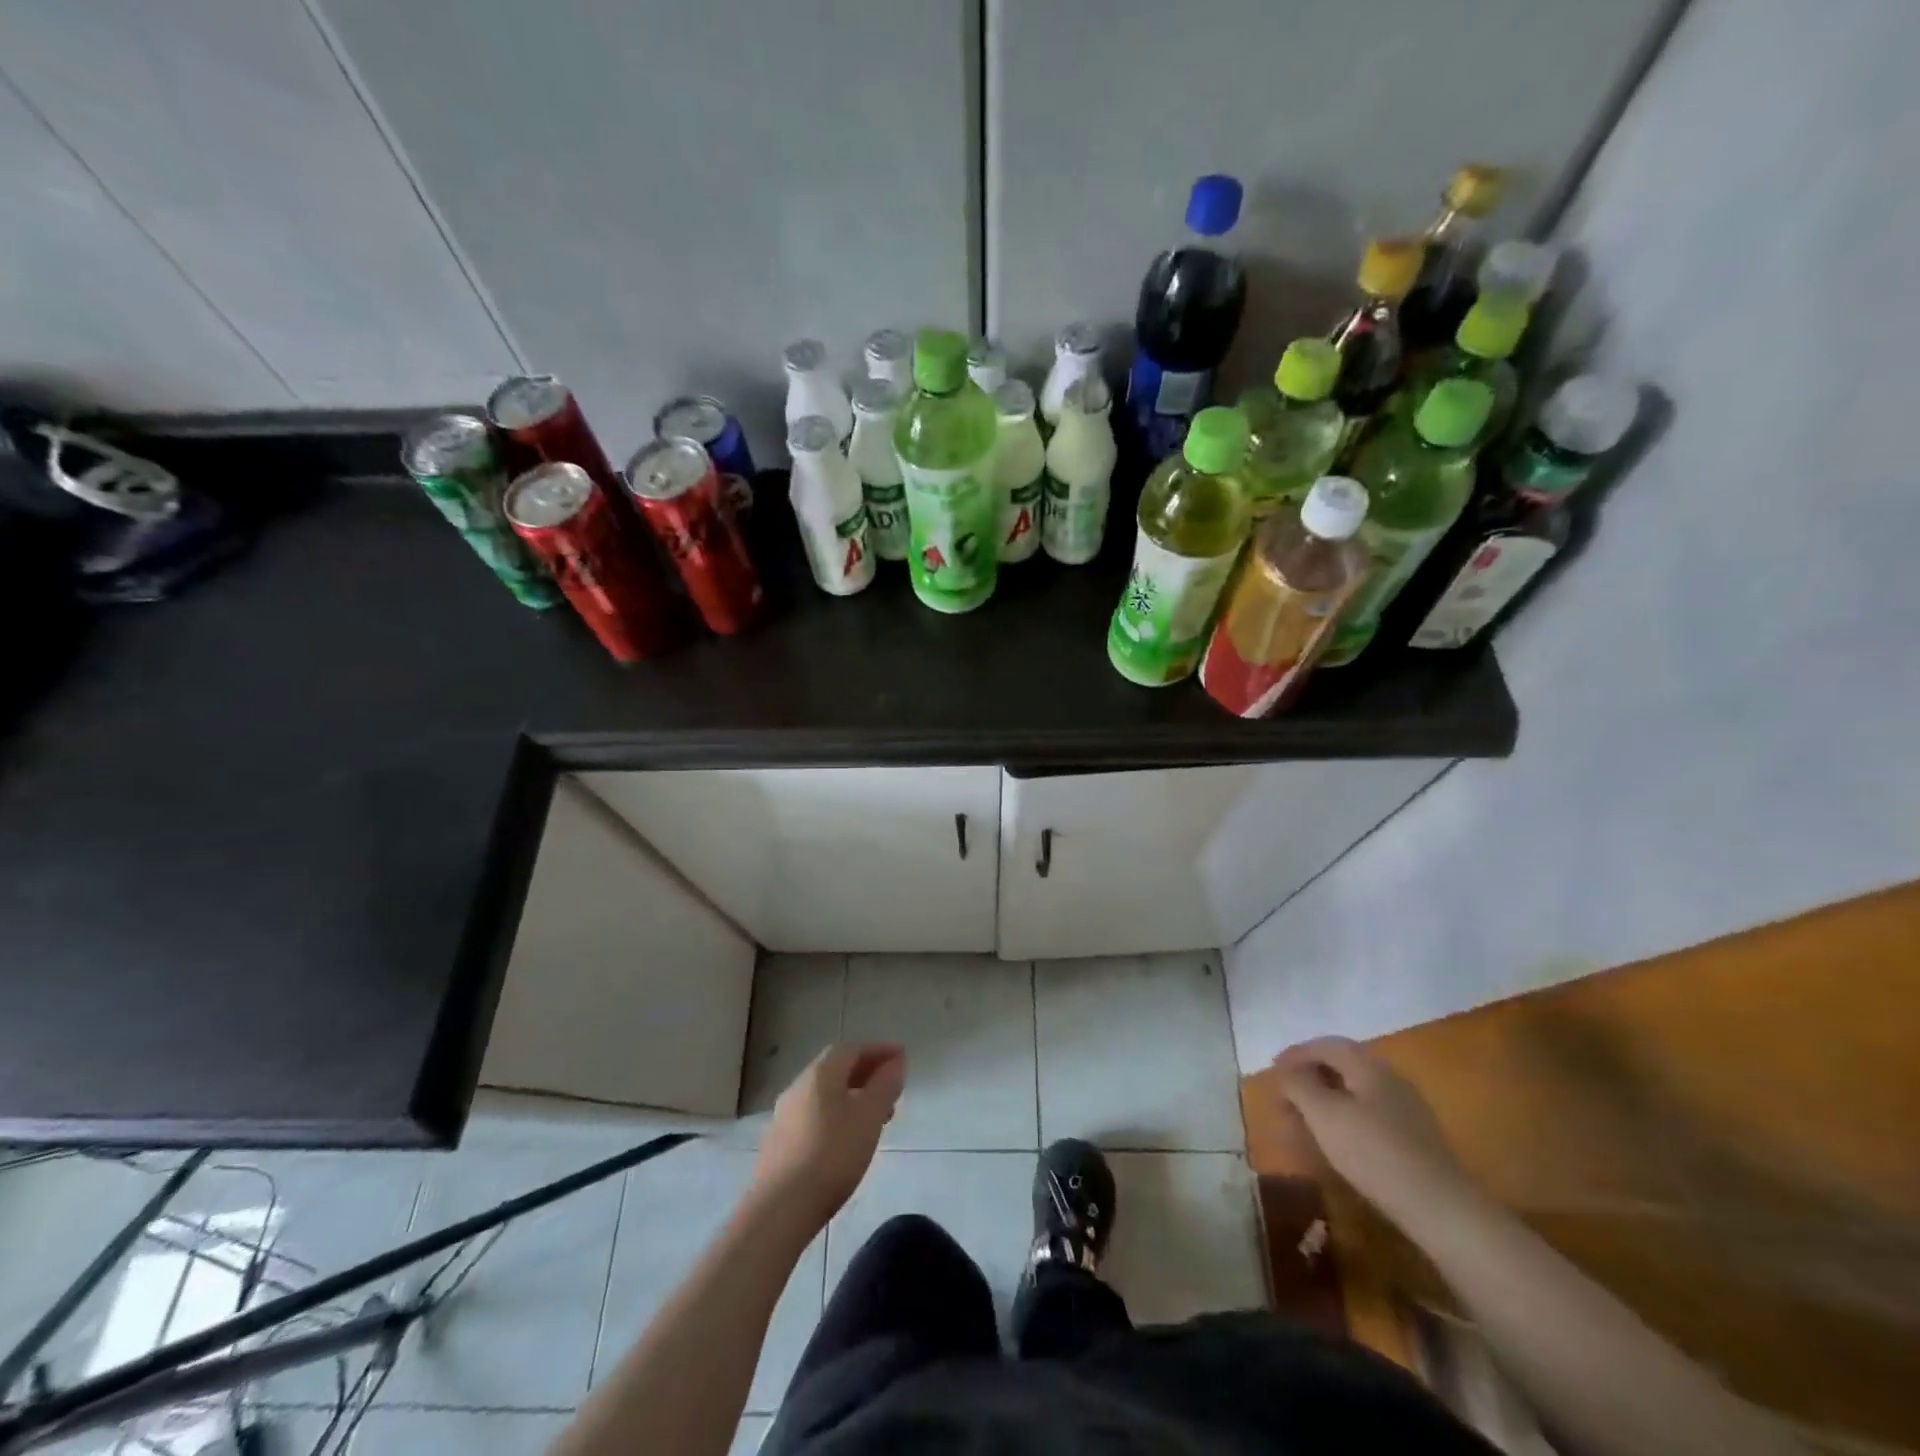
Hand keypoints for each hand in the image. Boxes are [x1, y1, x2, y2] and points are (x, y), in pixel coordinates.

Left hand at [752, 1043, 905, 1227]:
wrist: (780, 1209)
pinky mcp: (778, 1142)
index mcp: (820, 1074)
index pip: (852, 1049)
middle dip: (866, 1073)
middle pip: (836, 1069)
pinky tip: (847, 1139)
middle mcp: (798, 1086)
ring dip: (852, 1096)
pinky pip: (813, 1115)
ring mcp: (784, 1115)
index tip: (901, 1059)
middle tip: (891, 1089)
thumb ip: (885, 1086)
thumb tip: (895, 1062)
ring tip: (875, 1117)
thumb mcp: (869, 1117)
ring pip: (824, 1094)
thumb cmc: (832, 1155)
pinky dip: (836, 1115)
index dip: (878, 1050)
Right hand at [1273, 1037, 1468, 1222]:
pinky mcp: (1413, 1139)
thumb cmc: (1373, 1152)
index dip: (1296, 1053)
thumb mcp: (1324, 1114)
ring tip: (1302, 1126)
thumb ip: (1299, 1085)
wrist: (1440, 1208)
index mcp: (1369, 1066)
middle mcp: (1389, 1080)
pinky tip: (1334, 1146)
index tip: (1273, 1069)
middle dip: (1308, 1081)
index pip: (1326, 1045)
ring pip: (1353, 1095)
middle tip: (1285, 1101)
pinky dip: (1342, 1122)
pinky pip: (1367, 1117)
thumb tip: (1286, 1070)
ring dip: (1323, 1104)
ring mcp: (1405, 1110)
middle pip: (1340, 1068)